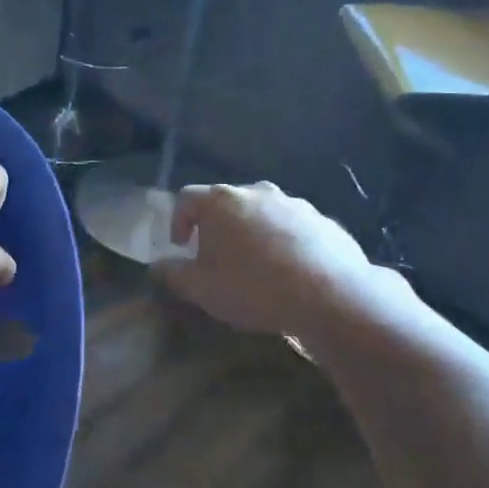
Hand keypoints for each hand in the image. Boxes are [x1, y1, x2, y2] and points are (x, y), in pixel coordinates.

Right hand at [155, 182, 373, 337]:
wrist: (330, 294)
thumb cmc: (252, 287)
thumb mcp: (201, 288)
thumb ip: (173, 274)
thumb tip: (158, 266)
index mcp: (221, 201)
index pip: (186, 198)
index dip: (178, 221)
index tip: (181, 248)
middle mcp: (257, 192)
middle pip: (227, 203)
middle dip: (217, 228)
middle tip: (217, 258)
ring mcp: (294, 204)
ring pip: (263, 214)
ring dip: (253, 234)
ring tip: (256, 267)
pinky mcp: (324, 221)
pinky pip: (294, 228)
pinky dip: (285, 243)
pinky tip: (290, 273)